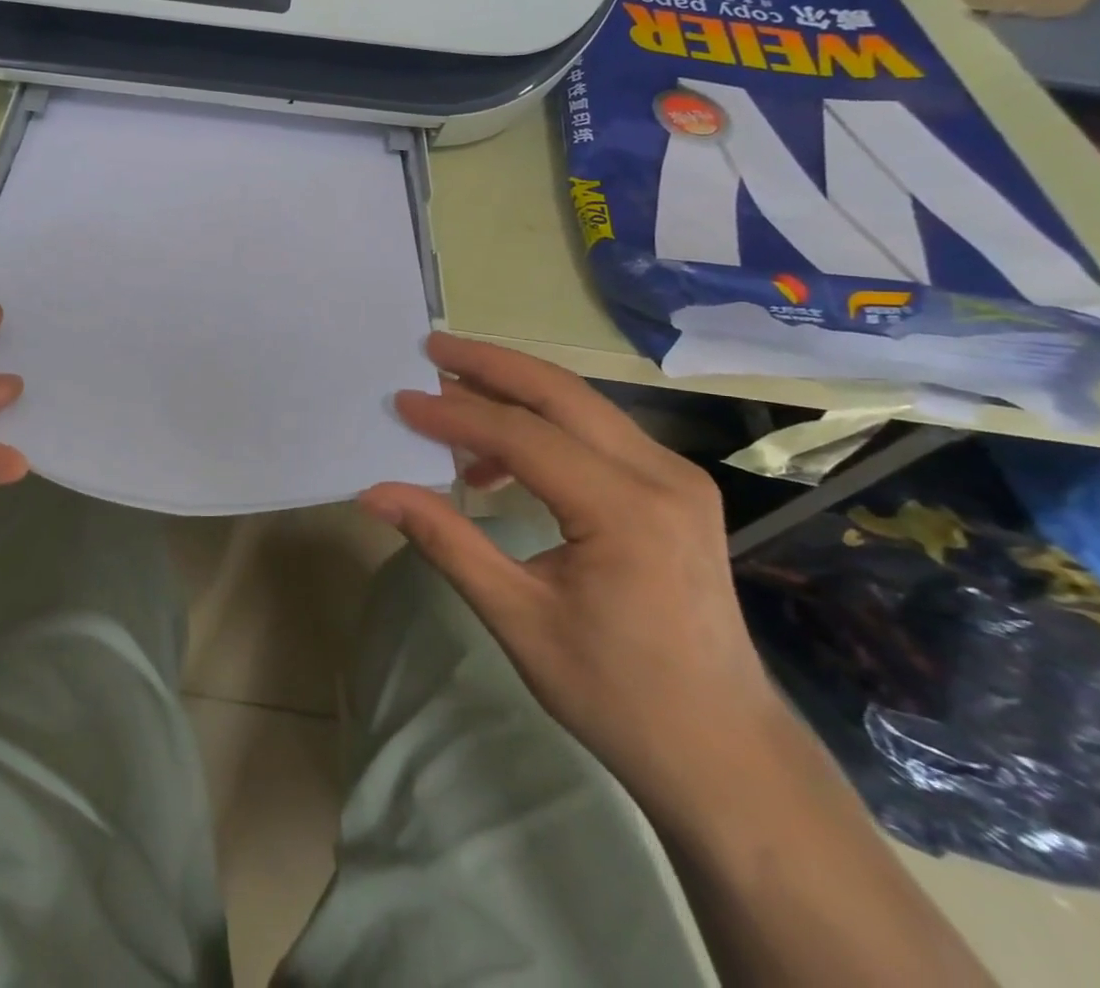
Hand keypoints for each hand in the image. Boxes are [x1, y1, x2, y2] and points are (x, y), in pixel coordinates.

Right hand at [363, 333, 786, 809]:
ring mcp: (676, 478)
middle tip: (432, 347)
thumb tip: (375, 493)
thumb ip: (445, 540)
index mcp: (626, 510)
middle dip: (492, 364)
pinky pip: (598, 435)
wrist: (724, 752)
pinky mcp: (675, 490)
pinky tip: (500, 461)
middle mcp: (661, 475)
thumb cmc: (616, 694)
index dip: (455, 414)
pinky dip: (544, 429)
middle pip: (562, 394)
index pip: (524, 435)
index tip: (402, 401)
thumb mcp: (517, 619)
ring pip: (583, 406)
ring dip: (516, 393)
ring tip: (453, 396)